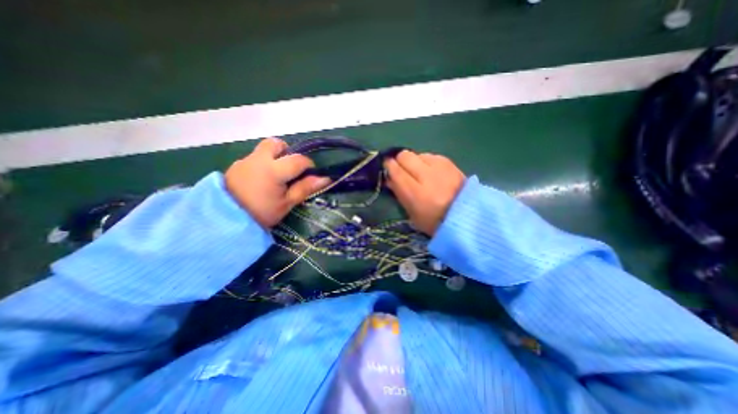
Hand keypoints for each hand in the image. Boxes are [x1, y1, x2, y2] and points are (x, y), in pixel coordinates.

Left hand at [223, 139, 329, 229]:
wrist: (225, 220)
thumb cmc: (262, 212)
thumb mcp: (287, 203)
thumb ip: (305, 188)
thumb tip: (325, 178)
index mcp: (273, 170)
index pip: (298, 159)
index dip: (308, 165)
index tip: (310, 175)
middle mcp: (258, 159)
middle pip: (276, 143)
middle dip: (287, 152)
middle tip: (290, 168)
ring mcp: (245, 161)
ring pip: (264, 150)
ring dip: (274, 157)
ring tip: (276, 176)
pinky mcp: (235, 166)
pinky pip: (254, 158)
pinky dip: (262, 164)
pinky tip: (261, 181)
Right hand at [384, 150, 461, 235]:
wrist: (467, 216)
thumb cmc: (435, 221)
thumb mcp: (412, 215)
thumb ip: (399, 194)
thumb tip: (389, 179)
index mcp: (415, 193)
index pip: (395, 170)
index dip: (388, 167)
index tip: (387, 169)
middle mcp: (426, 175)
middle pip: (404, 156)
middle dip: (399, 161)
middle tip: (401, 170)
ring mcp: (439, 167)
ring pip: (417, 154)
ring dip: (414, 161)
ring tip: (418, 172)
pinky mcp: (449, 162)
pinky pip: (430, 155)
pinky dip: (426, 161)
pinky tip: (431, 171)